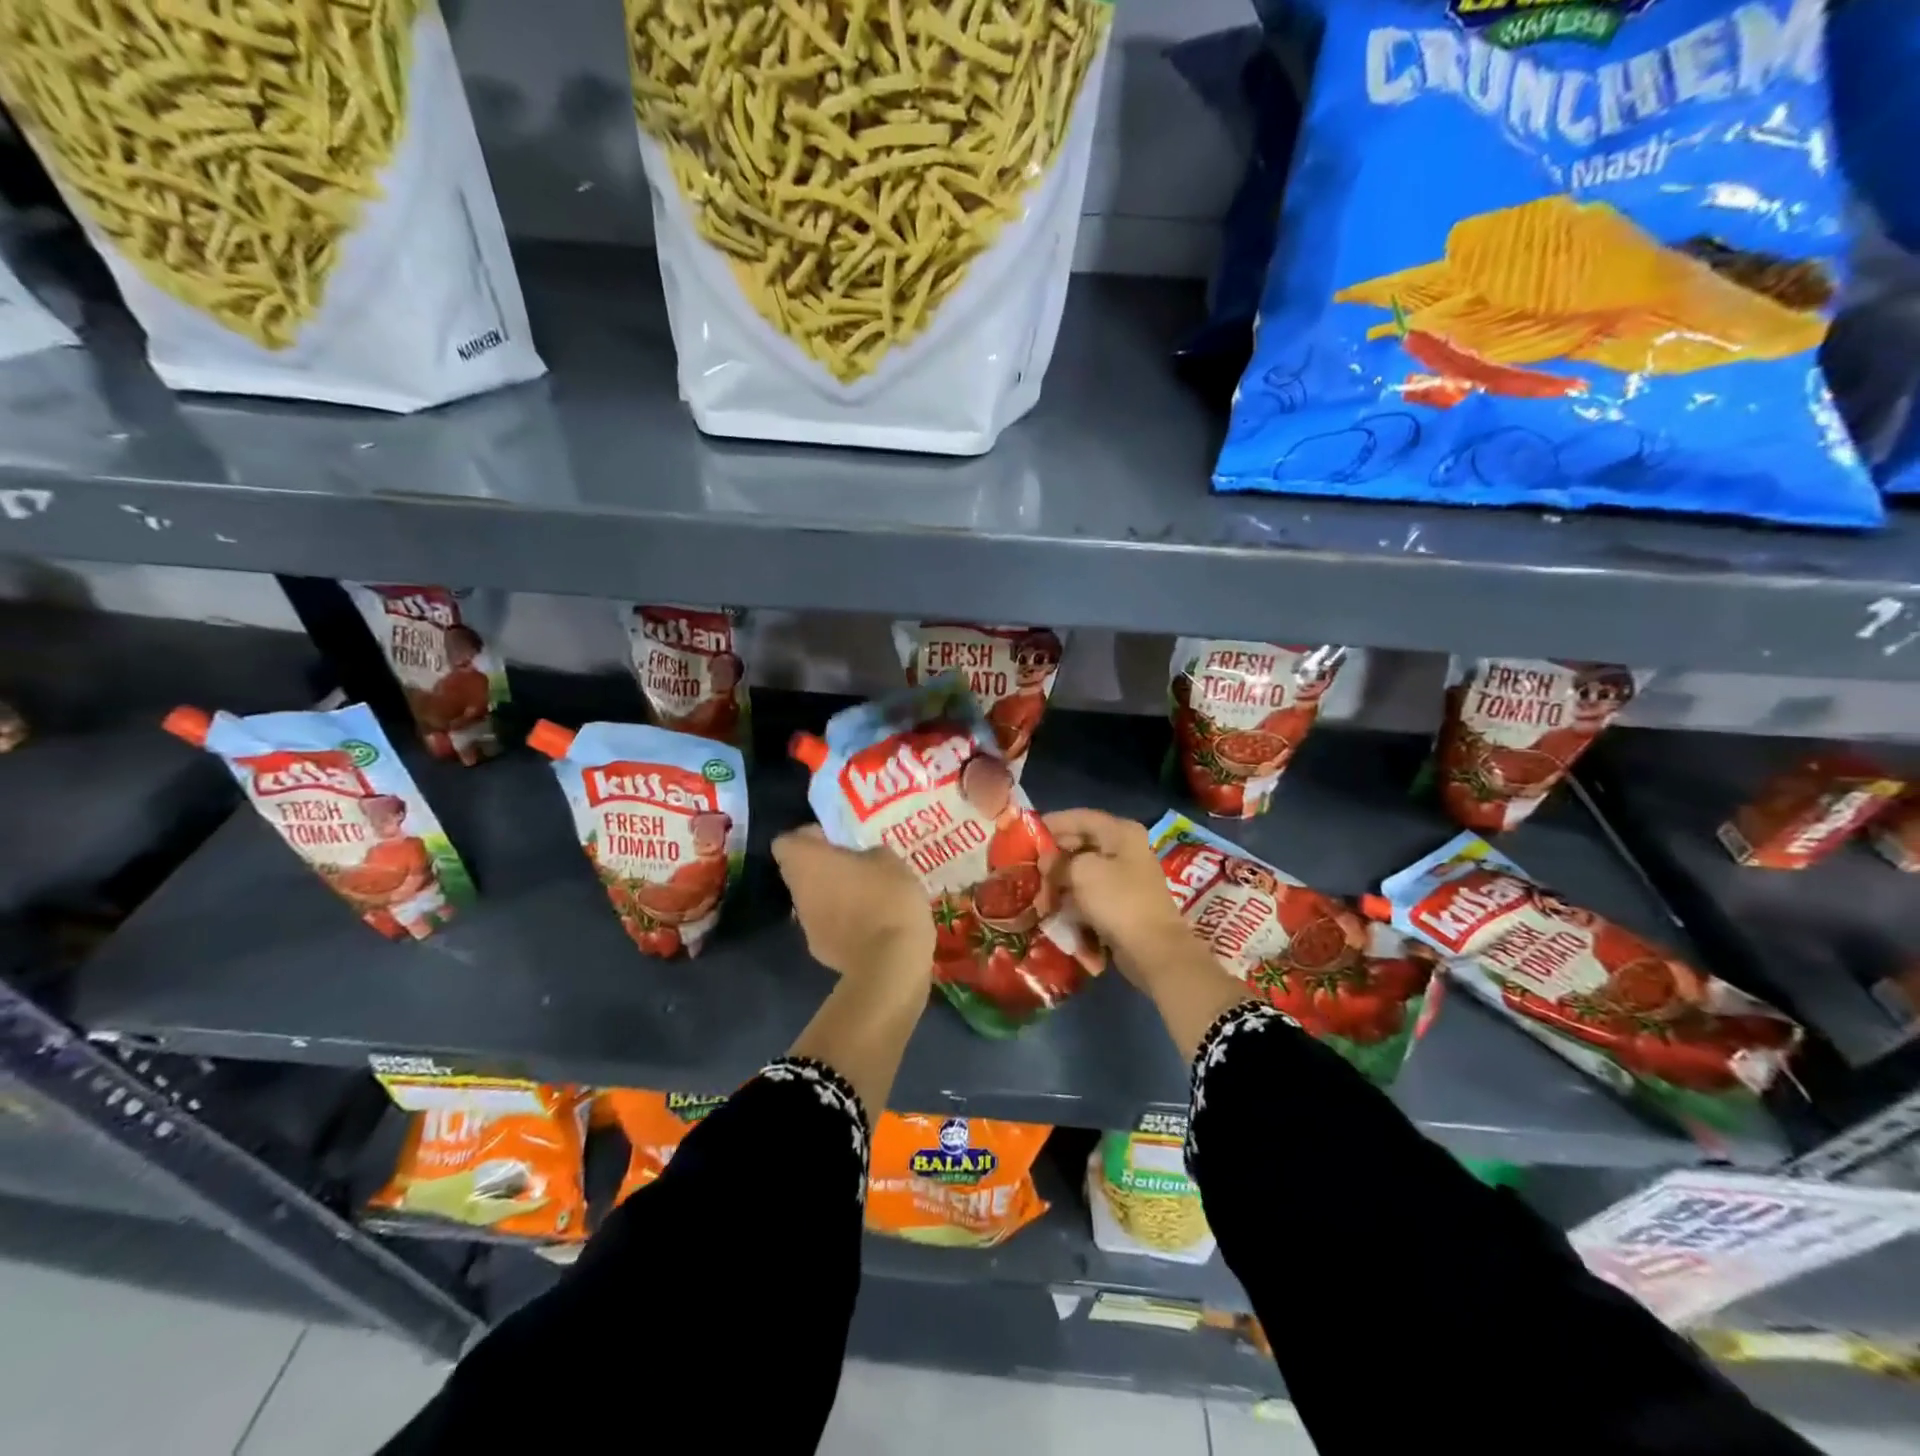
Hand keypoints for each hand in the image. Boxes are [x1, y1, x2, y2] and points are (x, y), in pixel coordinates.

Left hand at [773, 826, 933, 985]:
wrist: (889, 963)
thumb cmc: (886, 897)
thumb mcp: (889, 860)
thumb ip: (868, 853)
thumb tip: (863, 860)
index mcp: (806, 862)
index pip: (787, 841)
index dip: (811, 838)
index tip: (838, 840)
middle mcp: (797, 892)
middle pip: (801, 872)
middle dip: (826, 868)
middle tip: (859, 866)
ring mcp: (806, 925)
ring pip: (815, 900)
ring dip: (835, 896)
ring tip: (870, 896)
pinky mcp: (820, 952)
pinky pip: (829, 927)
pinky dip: (845, 923)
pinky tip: (873, 925)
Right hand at [1043, 809, 1198, 988]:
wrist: (1153, 950)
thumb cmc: (1118, 901)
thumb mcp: (1081, 873)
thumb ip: (1058, 861)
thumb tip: (1046, 862)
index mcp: (1121, 832)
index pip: (1079, 817)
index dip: (1051, 824)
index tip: (1026, 834)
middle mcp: (1125, 848)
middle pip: (1081, 844)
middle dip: (1053, 857)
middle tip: (1029, 868)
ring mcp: (1126, 876)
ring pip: (1084, 870)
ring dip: (1060, 880)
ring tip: (1038, 893)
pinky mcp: (1123, 902)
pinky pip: (1091, 892)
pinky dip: (1073, 897)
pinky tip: (1055, 907)